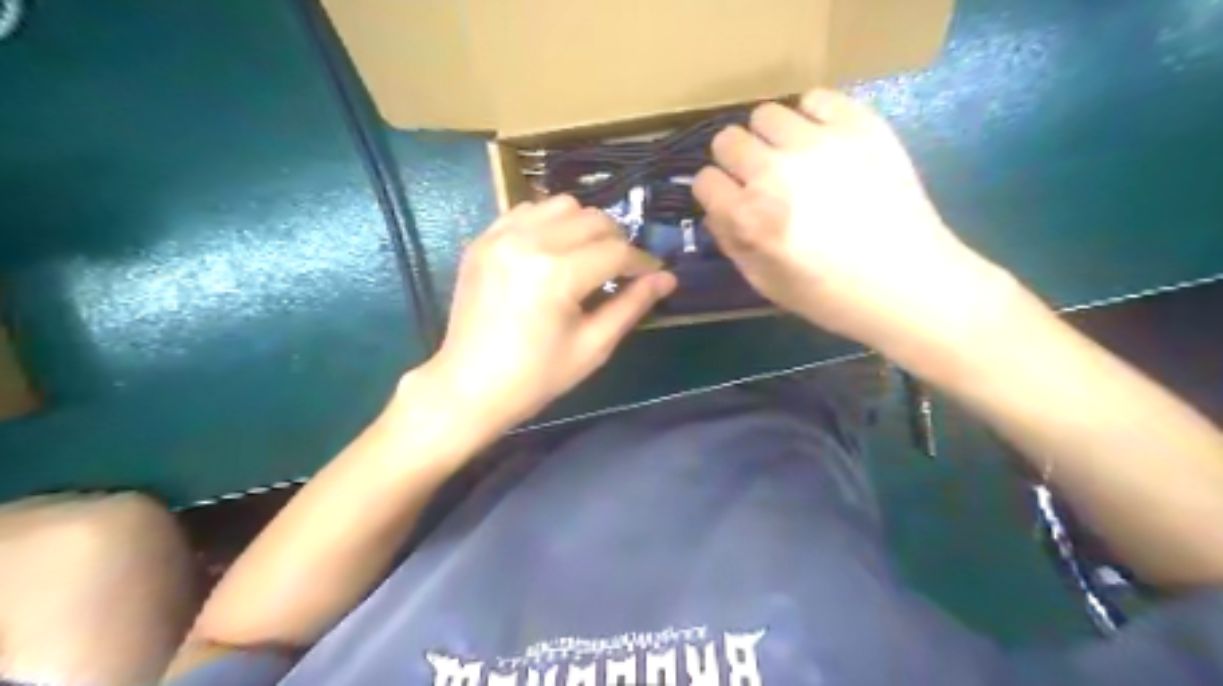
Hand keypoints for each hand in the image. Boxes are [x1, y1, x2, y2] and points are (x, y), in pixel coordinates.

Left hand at [425, 193, 672, 427]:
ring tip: (587, 257)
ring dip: (584, 226)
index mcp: (557, 274)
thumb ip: (631, 305)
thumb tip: (667, 278)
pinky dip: (549, 223)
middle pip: (593, 219)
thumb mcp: (592, 346)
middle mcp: (529, 242)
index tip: (654, 275)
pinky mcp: (483, 240)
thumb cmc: (535, 377)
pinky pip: (527, 211)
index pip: (617, 251)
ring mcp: (500, 236)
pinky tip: (552, 251)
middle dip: (617, 241)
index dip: (642, 262)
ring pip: (561, 205)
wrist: (468, 387)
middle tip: (621, 270)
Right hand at [691, 89, 1018, 363]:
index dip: (714, 191)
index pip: (704, 180)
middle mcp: (774, 172)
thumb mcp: (763, 283)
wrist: (906, 283)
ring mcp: (818, 142)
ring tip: (792, 156)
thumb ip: (730, 241)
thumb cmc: (829, 294)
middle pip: (727, 140)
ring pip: (766, 114)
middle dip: (734, 160)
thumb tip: (717, 208)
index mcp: (749, 216)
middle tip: (758, 177)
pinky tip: (822, 140)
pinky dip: (811, 116)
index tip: (729, 198)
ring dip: (770, 137)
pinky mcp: (858, 125)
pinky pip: (816, 97)